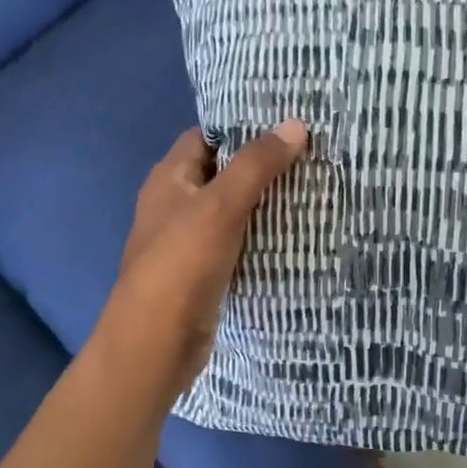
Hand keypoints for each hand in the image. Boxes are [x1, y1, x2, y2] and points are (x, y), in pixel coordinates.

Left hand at [97, 122, 308, 397]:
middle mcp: (175, 203)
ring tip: (312, 185)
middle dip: (262, 163)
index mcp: (169, 178)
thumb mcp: (220, 206)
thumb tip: (295, 124)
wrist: (153, 346)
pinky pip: (236, 240)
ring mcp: (188, 239)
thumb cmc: (181, 265)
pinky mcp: (203, 271)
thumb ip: (257, 165)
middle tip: (310, 152)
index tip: (286, 122)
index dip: (242, 126)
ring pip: (232, 208)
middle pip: (222, 171)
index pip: (207, 136)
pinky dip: (260, 232)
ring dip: (264, 199)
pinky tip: (294, 230)